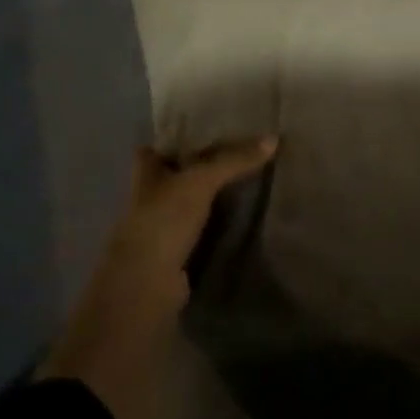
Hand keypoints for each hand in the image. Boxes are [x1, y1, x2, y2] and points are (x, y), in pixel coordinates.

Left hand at [39, 138, 277, 418]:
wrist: (145, 288)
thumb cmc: (162, 221)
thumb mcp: (200, 182)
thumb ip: (233, 160)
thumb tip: (274, 139)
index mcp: (145, 175)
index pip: (155, 149)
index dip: (174, 139)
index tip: (206, 130)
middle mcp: (149, 200)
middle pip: (174, 177)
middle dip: (198, 169)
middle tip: (239, 154)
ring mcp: (161, 232)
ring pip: (188, 207)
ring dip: (210, 200)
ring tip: (249, 182)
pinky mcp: (176, 259)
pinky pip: (201, 234)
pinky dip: (217, 228)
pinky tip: (242, 220)